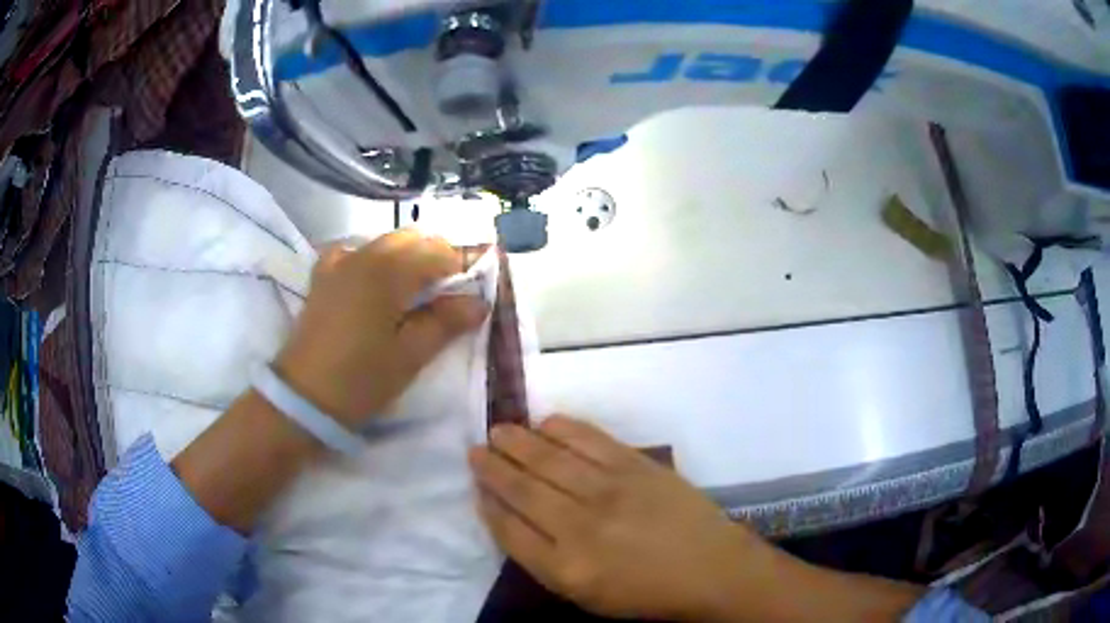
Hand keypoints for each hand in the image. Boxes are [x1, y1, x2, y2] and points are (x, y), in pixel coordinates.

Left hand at [275, 231, 487, 426]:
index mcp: (389, 271)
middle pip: (413, 238)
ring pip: (385, 242)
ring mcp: (339, 262)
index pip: (439, 251)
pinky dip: (375, 260)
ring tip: (415, 293)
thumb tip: (479, 302)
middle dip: (436, 258)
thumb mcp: (410, 356)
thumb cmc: (361, 379)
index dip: (462, 266)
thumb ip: (446, 322)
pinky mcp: (323, 275)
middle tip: (448, 294)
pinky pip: (356, 252)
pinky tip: (376, 284)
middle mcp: (364, 254)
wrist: (304, 398)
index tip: (473, 291)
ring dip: (408, 257)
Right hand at [469, 416, 770, 621]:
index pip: (510, 529)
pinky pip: (590, 439)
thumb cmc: (645, 592)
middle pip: (523, 489)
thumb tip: (510, 518)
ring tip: (499, 430)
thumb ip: (543, 560)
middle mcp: (581, 526)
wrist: (710, 568)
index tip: (476, 486)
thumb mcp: (585, 596)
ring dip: (518, 441)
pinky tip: (546, 423)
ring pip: (549, 458)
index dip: (488, 504)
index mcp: (566, 568)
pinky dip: (562, 428)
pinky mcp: (637, 466)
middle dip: (493, 467)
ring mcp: (610, 490)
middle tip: (476, 449)